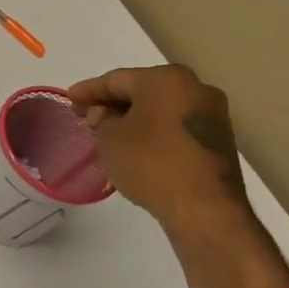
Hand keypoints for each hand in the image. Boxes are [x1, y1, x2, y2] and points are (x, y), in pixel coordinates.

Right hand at [68, 65, 251, 233]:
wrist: (204, 208)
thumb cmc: (150, 162)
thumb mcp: (109, 138)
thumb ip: (101, 118)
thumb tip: (105, 113)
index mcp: (166, 79)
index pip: (116, 79)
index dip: (88, 90)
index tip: (69, 98)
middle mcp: (195, 87)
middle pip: (142, 90)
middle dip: (113, 102)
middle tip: (87, 115)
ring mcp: (212, 114)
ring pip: (161, 108)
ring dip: (134, 117)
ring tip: (109, 131)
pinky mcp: (219, 139)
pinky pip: (176, 125)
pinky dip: (154, 130)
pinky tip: (136, 144)